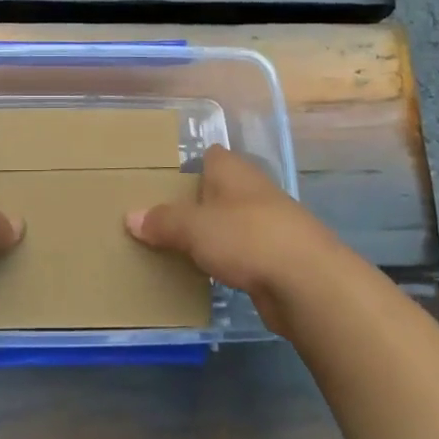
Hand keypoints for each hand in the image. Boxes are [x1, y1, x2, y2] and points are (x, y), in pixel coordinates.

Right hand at [125, 146, 356, 339]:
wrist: (308, 282)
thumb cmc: (246, 237)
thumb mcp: (194, 227)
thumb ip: (162, 222)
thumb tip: (130, 217)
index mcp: (233, 171)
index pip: (210, 155)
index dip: (188, 165)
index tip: (162, 180)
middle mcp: (252, 191)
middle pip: (219, 190)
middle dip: (194, 203)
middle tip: (158, 218)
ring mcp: (269, 224)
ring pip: (231, 223)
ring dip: (211, 234)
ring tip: (175, 247)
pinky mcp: (277, 258)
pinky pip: (242, 253)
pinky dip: (227, 260)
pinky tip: (207, 273)